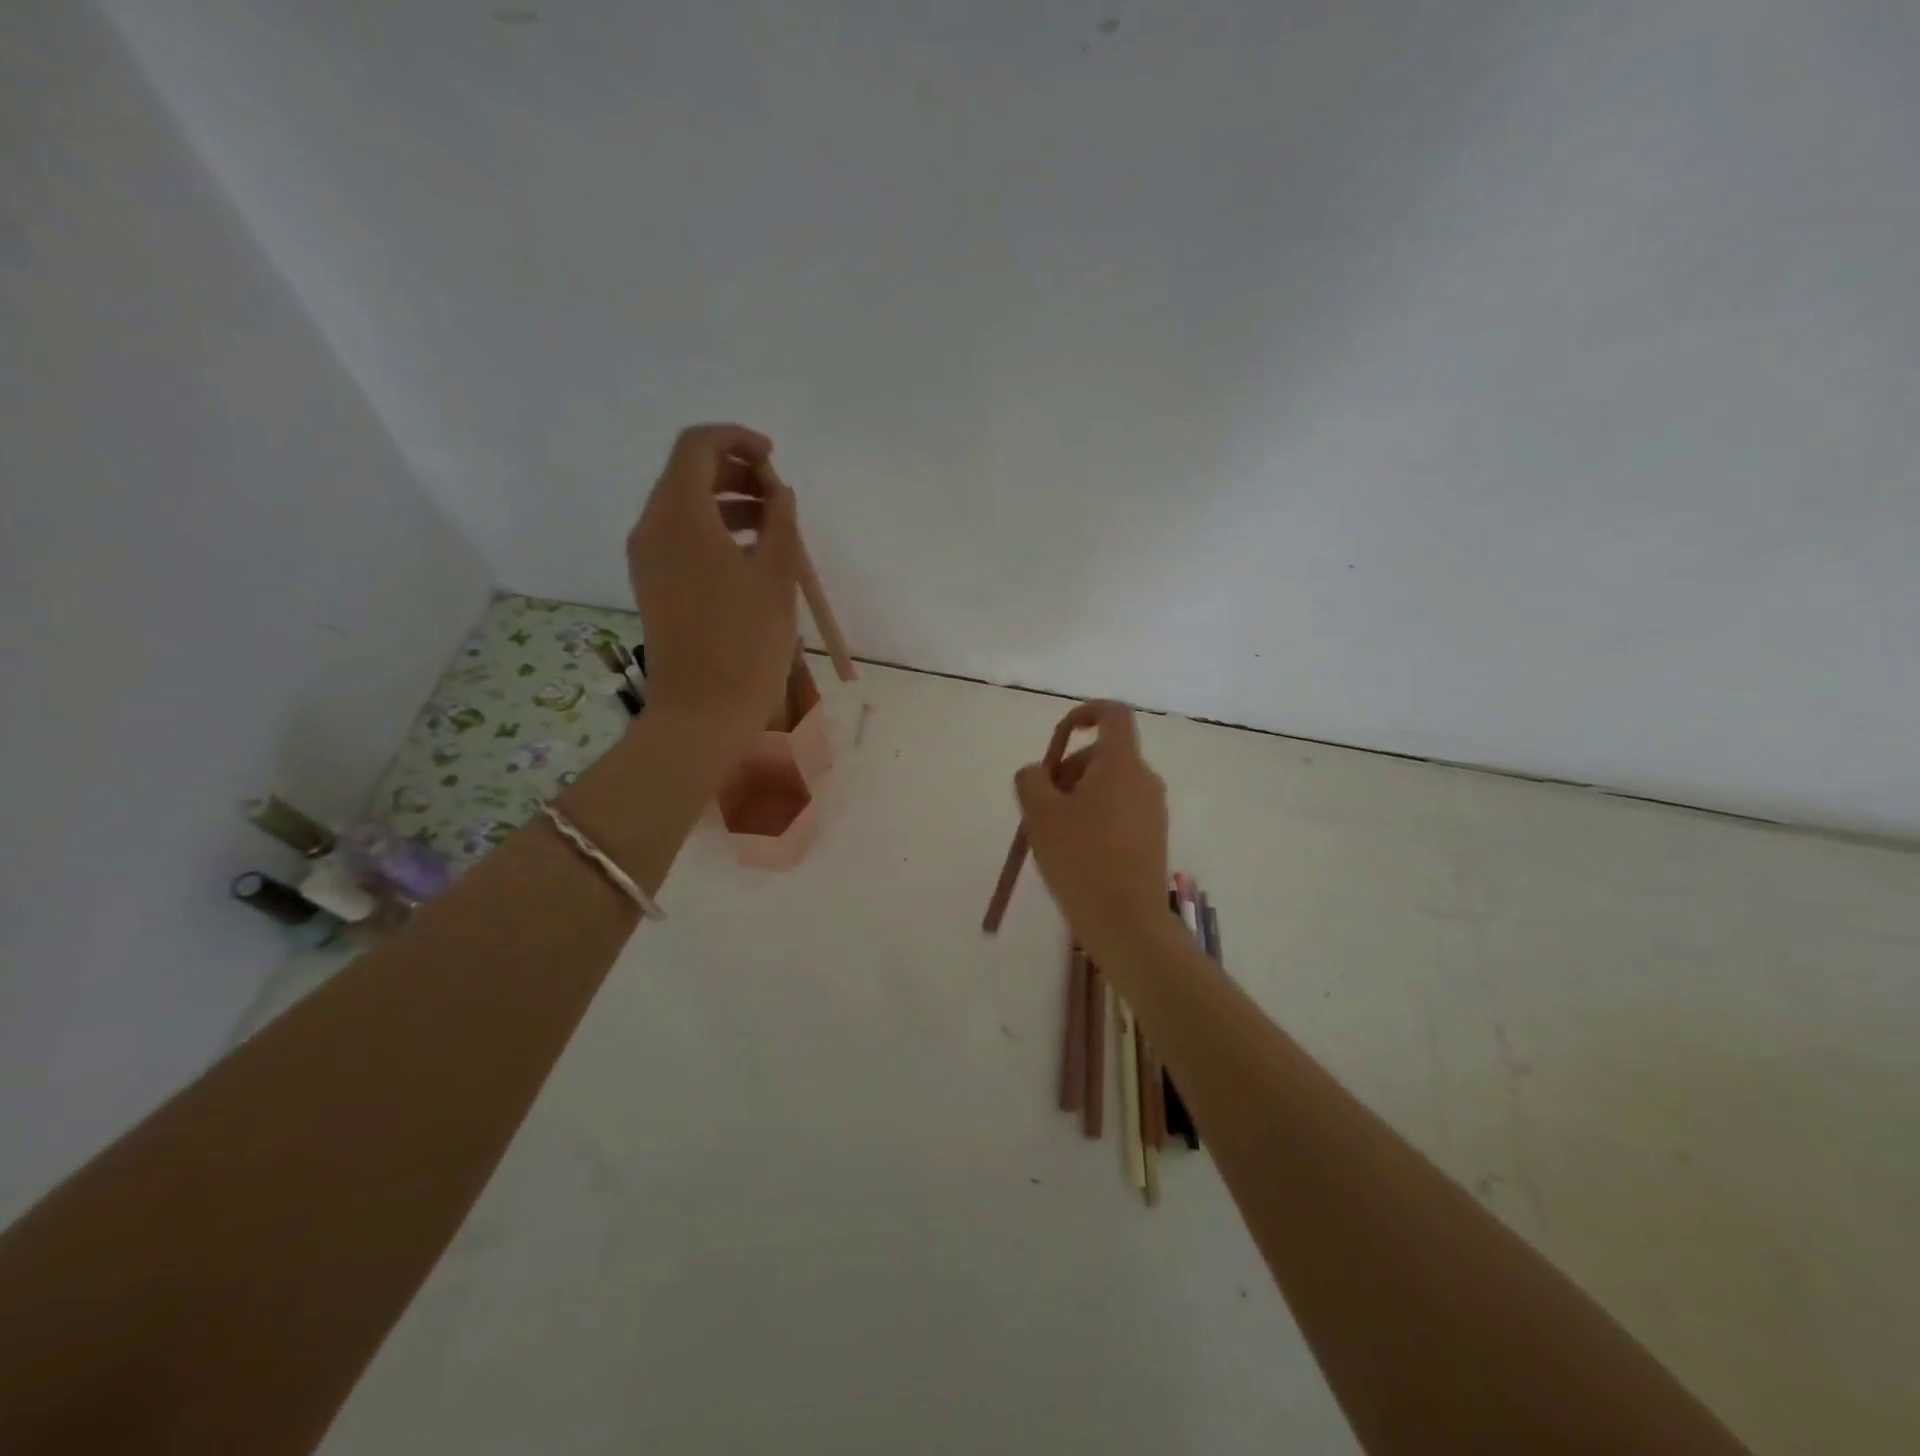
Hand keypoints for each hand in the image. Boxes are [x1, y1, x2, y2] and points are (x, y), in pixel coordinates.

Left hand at [627, 424, 798, 751]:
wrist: (702, 712)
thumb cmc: (745, 642)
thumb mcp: (776, 577)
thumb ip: (780, 523)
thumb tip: (779, 493)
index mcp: (679, 515)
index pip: (697, 446)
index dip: (737, 440)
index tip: (774, 459)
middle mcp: (652, 528)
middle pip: (687, 473)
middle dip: (735, 471)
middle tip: (778, 495)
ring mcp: (647, 559)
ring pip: (683, 506)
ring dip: (726, 502)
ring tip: (773, 527)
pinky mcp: (653, 585)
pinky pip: (680, 538)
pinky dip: (713, 530)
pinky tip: (749, 556)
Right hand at [1014, 702, 1169, 948]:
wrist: (1126, 922)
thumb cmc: (1080, 859)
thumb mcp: (1040, 814)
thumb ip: (1032, 780)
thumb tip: (1039, 773)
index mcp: (1121, 763)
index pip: (1112, 714)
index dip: (1084, 712)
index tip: (1059, 735)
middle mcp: (1144, 779)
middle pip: (1103, 754)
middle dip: (1068, 769)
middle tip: (1042, 806)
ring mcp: (1153, 809)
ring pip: (1109, 784)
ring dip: (1078, 796)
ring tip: (1055, 834)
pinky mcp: (1153, 835)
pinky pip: (1120, 809)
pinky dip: (1095, 816)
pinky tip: (1076, 852)